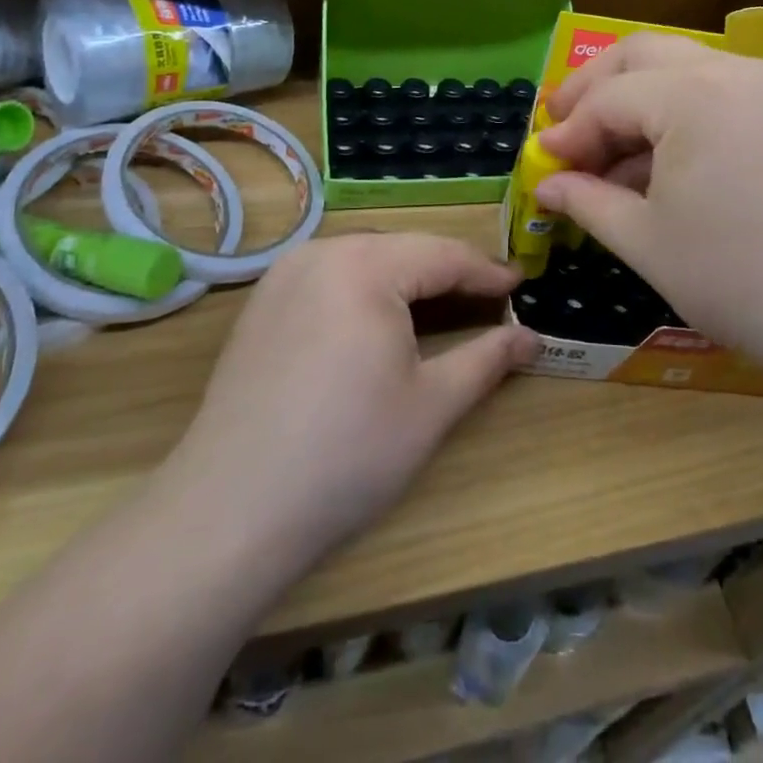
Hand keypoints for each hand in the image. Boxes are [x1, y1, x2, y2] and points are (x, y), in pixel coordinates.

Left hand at [165, 233, 538, 576]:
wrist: (229, 512)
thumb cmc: (347, 454)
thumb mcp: (432, 405)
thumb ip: (487, 360)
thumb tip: (533, 338)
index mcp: (364, 265)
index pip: (443, 255)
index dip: (487, 273)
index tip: (522, 285)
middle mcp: (321, 252)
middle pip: (403, 250)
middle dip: (448, 273)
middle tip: (488, 299)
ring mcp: (284, 275)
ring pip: (365, 259)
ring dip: (407, 279)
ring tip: (442, 306)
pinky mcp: (262, 303)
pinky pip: (330, 276)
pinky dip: (366, 290)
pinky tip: (378, 321)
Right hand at [535, 34, 762, 394]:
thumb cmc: (733, 278)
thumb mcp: (644, 239)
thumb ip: (586, 200)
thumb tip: (545, 183)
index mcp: (692, 95)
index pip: (609, 99)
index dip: (568, 131)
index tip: (540, 161)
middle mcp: (729, 71)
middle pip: (640, 54)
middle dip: (593, 88)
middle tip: (562, 127)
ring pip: (677, 66)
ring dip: (632, 98)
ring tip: (603, 154)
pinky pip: (710, 90)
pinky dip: (672, 112)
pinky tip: (652, 161)